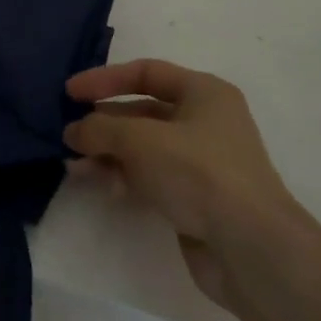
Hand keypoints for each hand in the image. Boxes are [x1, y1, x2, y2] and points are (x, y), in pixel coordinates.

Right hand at [65, 59, 310, 308]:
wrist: (251, 248)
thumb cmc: (198, 172)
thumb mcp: (139, 139)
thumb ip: (100, 129)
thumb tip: (72, 132)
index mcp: (204, 92)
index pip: (146, 72)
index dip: (105, 79)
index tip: (70, 93)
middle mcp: (206, 122)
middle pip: (143, 112)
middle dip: (104, 123)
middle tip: (69, 135)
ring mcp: (203, 163)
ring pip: (144, 148)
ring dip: (109, 153)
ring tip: (76, 165)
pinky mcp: (197, 199)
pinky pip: (153, 177)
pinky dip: (126, 177)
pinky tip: (104, 187)